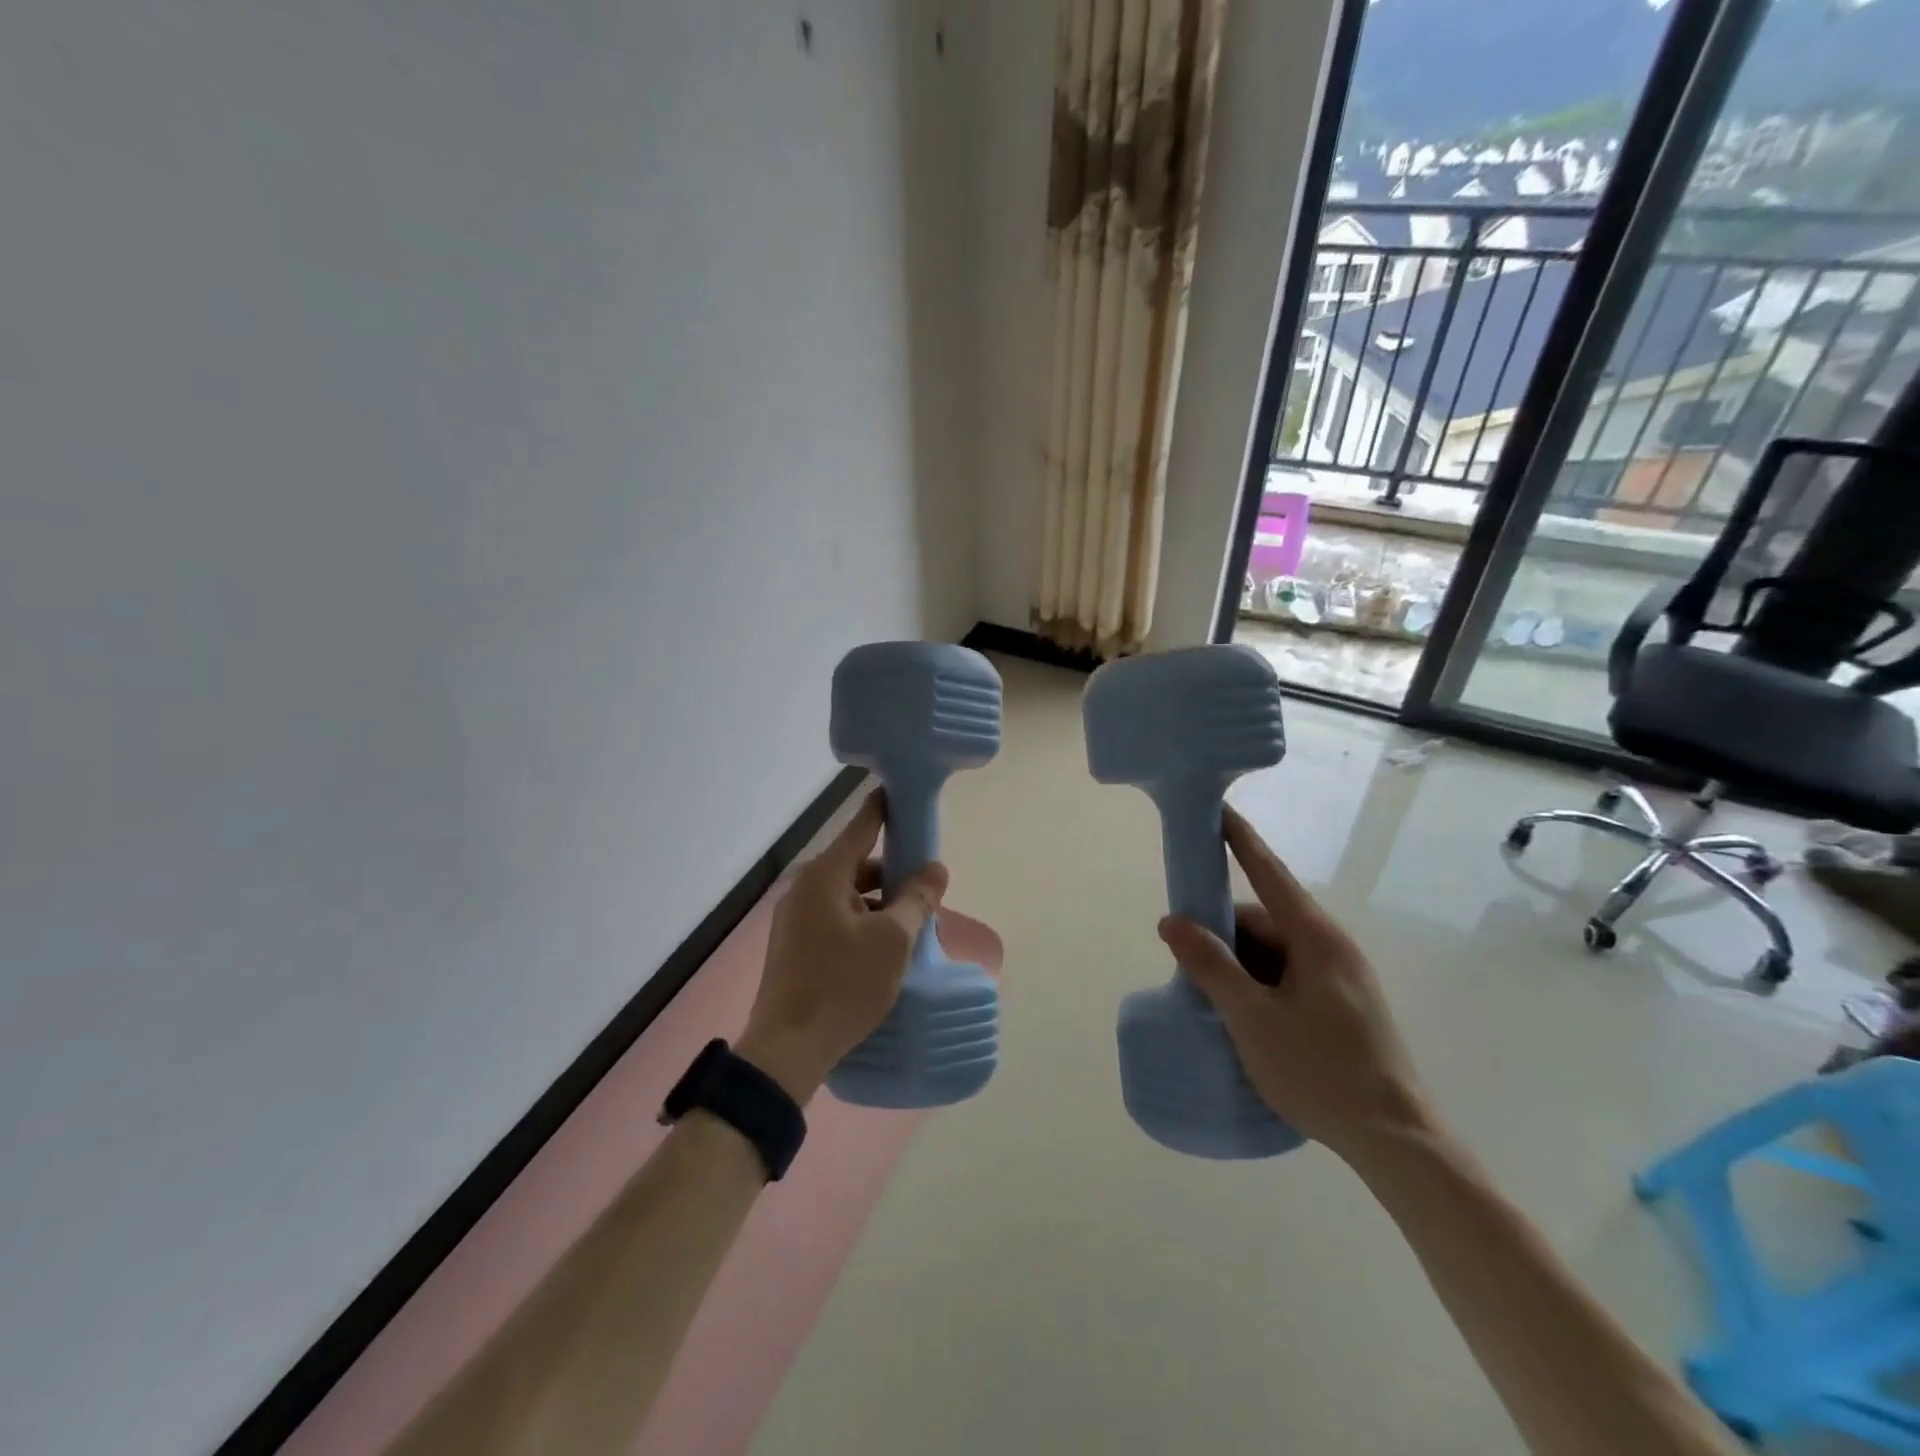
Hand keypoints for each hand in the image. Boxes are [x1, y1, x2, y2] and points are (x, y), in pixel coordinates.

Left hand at [737, 791, 947, 1102]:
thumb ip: (916, 898)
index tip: (905, 794)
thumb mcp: (893, 940)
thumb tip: (934, 869)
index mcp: (824, 876)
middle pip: (857, 865)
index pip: (862, 826)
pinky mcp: (793, 946)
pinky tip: (883, 952)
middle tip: (926, 891)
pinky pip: (835, 919)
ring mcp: (794, 918)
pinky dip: (861, 924)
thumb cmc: (844, 985)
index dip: (886, 808)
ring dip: (879, 905)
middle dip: (892, 875)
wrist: (788, 1050)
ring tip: (911, 929)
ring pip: (848, 896)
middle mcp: (804, 889)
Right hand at [1157, 805, 1436, 1164]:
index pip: (1268, 873)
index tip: (1215, 809)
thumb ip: (1211, 966)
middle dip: (1223, 932)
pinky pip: (1289, 974)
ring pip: (1275, 951)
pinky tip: (1242, 1015)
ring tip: (1210, 998)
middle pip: (1265, 919)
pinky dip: (1259, 983)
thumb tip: (1172, 921)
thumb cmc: (1320, 1072)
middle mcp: (1332, 946)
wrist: (1395, 1142)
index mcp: (1315, 938)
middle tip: (1186, 960)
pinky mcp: (1344, 1003)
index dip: (1239, 839)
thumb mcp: (1253, 1018)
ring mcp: (1341, 976)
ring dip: (1240, 964)